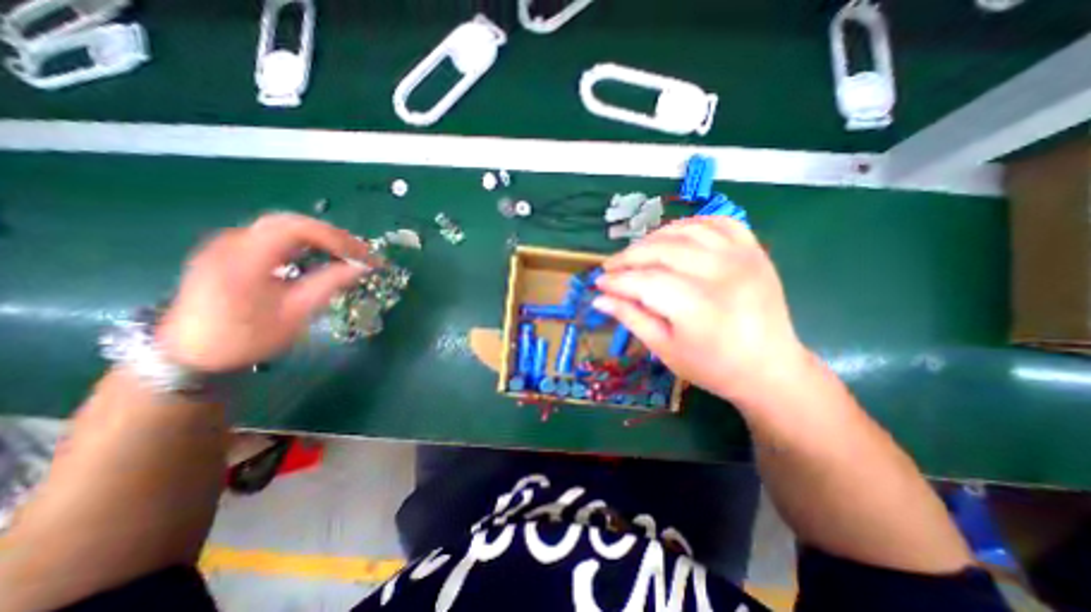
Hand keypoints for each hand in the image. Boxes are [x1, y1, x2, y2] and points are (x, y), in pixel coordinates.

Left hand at [155, 210, 373, 371]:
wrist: (189, 354)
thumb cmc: (246, 338)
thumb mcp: (295, 313)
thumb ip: (329, 284)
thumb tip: (362, 267)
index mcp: (244, 257)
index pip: (297, 228)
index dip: (336, 238)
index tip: (362, 256)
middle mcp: (232, 241)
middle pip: (291, 222)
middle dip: (331, 235)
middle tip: (360, 253)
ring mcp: (228, 243)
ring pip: (283, 226)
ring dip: (319, 237)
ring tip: (346, 254)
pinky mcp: (230, 250)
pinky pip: (273, 236)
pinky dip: (303, 242)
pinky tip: (318, 256)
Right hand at [596, 216, 808, 406]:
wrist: (769, 369)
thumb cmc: (712, 366)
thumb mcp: (664, 349)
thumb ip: (631, 318)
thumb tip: (600, 299)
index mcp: (698, 307)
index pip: (645, 282)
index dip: (617, 281)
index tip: (599, 283)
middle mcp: (721, 274)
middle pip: (662, 250)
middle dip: (629, 257)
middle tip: (611, 268)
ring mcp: (741, 257)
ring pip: (685, 231)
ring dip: (653, 239)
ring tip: (636, 253)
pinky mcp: (754, 251)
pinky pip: (717, 223)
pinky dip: (690, 225)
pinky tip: (673, 237)